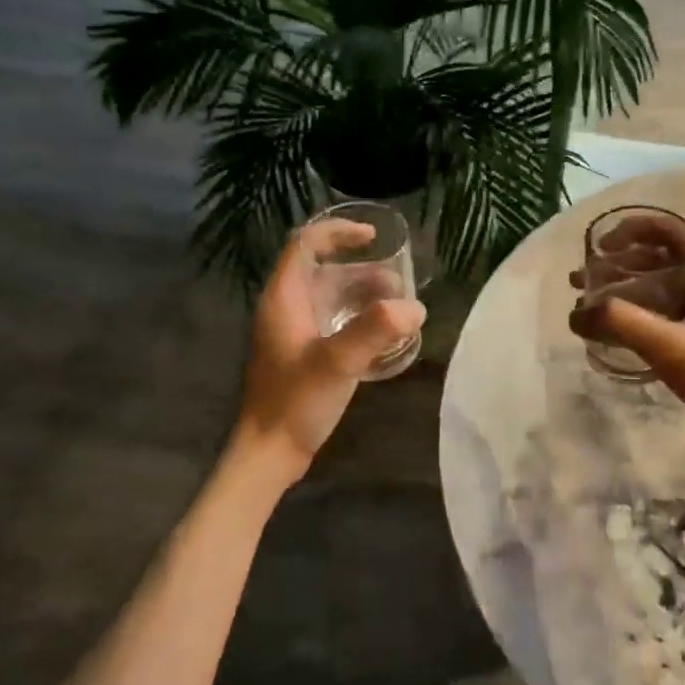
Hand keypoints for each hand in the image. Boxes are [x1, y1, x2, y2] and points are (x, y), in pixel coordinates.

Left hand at [234, 221, 425, 480]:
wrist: (270, 452)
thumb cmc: (296, 401)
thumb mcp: (338, 362)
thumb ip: (376, 329)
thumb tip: (415, 306)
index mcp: (284, 298)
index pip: (306, 244)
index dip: (338, 233)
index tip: (374, 237)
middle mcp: (287, 308)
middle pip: (326, 271)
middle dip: (365, 272)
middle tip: (401, 287)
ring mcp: (295, 332)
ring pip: (333, 298)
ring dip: (366, 297)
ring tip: (400, 310)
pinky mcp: (305, 354)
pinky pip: (335, 322)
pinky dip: (360, 320)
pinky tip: (385, 336)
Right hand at [572, 247, 684, 472]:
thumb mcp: (670, 346)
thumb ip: (620, 323)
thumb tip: (576, 314)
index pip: (667, 231)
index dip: (630, 231)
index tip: (599, 249)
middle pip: (656, 260)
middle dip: (616, 266)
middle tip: (580, 282)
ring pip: (656, 290)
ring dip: (621, 293)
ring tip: (585, 307)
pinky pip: (660, 318)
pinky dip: (633, 318)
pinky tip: (611, 335)